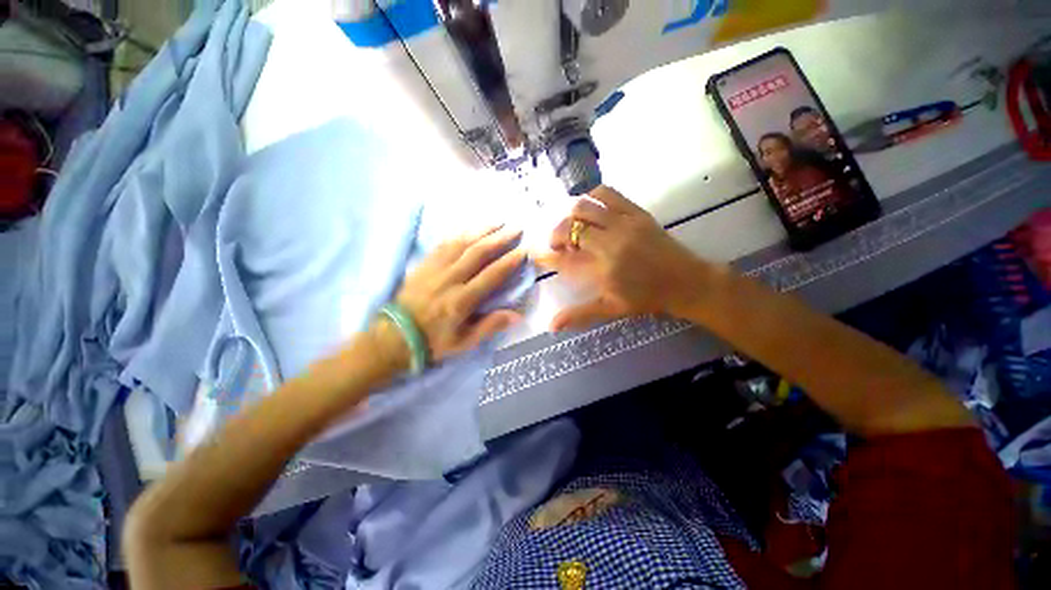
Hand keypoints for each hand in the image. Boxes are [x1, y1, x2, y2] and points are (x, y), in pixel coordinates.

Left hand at [380, 226, 525, 364]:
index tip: (523, 250)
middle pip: (478, 252)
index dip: (509, 261)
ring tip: (498, 222)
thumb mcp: (464, 342)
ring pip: (462, 243)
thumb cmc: (433, 341)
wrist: (394, 336)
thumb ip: (490, 326)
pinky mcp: (424, 264)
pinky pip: (444, 243)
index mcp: (462, 300)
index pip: (492, 275)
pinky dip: (460, 233)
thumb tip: (518, 315)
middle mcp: (450, 279)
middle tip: (516, 229)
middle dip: (500, 238)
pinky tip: (470, 228)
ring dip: (482, 230)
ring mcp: (435, 268)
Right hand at [537, 186, 704, 331]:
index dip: (546, 255)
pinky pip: (608, 193)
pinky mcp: (636, 212)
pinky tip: (590, 209)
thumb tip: (551, 326)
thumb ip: (579, 314)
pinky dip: (591, 197)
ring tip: (573, 227)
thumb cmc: (646, 298)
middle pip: (570, 228)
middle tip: (558, 245)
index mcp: (603, 269)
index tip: (537, 255)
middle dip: (556, 235)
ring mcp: (624, 224)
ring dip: (570, 216)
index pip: (564, 259)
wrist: (686, 282)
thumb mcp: (611, 309)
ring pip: (584, 207)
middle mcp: (610, 243)